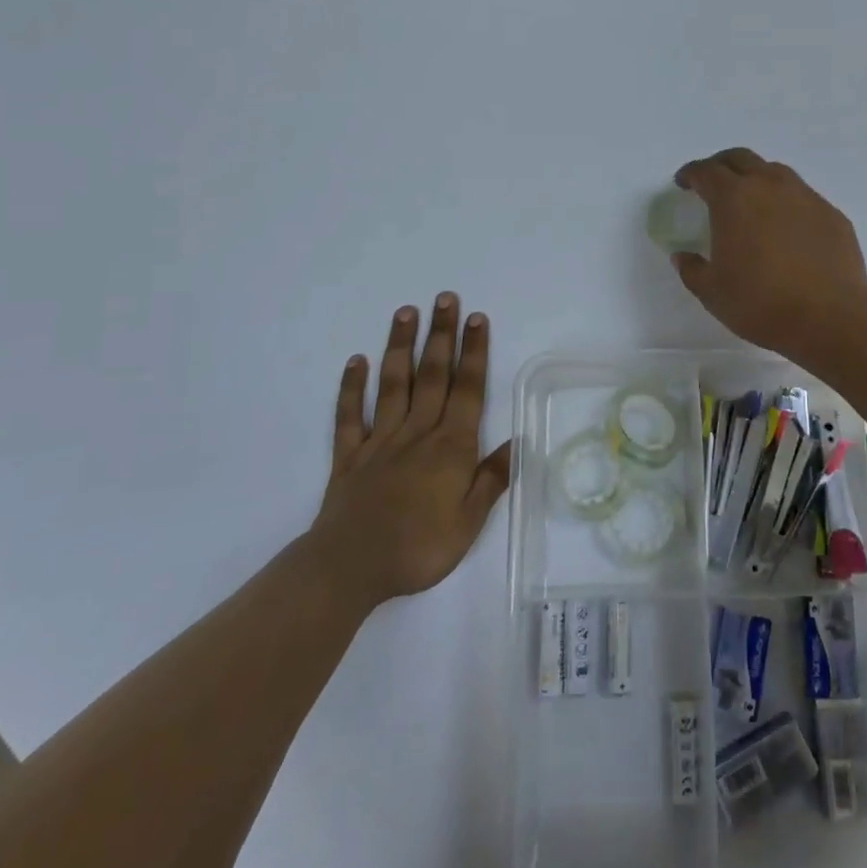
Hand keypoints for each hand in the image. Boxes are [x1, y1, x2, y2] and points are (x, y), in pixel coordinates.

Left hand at [310, 294, 511, 606]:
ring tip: (406, 312)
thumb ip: (491, 479)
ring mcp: (380, 441)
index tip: (477, 318)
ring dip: (401, 346)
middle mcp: (417, 432)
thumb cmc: (418, 548)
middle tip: (445, 298)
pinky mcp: (349, 456)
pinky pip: (350, 416)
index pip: (467, 389)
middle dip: (442, 335)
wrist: (350, 569)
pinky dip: (352, 387)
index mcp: (450, 446)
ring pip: (393, 385)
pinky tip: (356, 361)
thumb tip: (517, 443)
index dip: (474, 352)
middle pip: (432, 375)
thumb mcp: (469, 523)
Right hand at [669, 148, 866, 362]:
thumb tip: (682, 256)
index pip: (706, 171)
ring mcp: (805, 197)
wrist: (830, 318)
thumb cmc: (760, 303)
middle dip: (722, 165)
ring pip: (775, 172)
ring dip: (757, 178)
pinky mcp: (832, 214)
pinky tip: (786, 228)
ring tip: (751, 202)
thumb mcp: (712, 292)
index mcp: (733, 198)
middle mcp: (769, 186)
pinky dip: (786, 203)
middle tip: (713, 182)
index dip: (691, 174)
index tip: (684, 183)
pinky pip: (802, 197)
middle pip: (741, 159)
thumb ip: (692, 269)